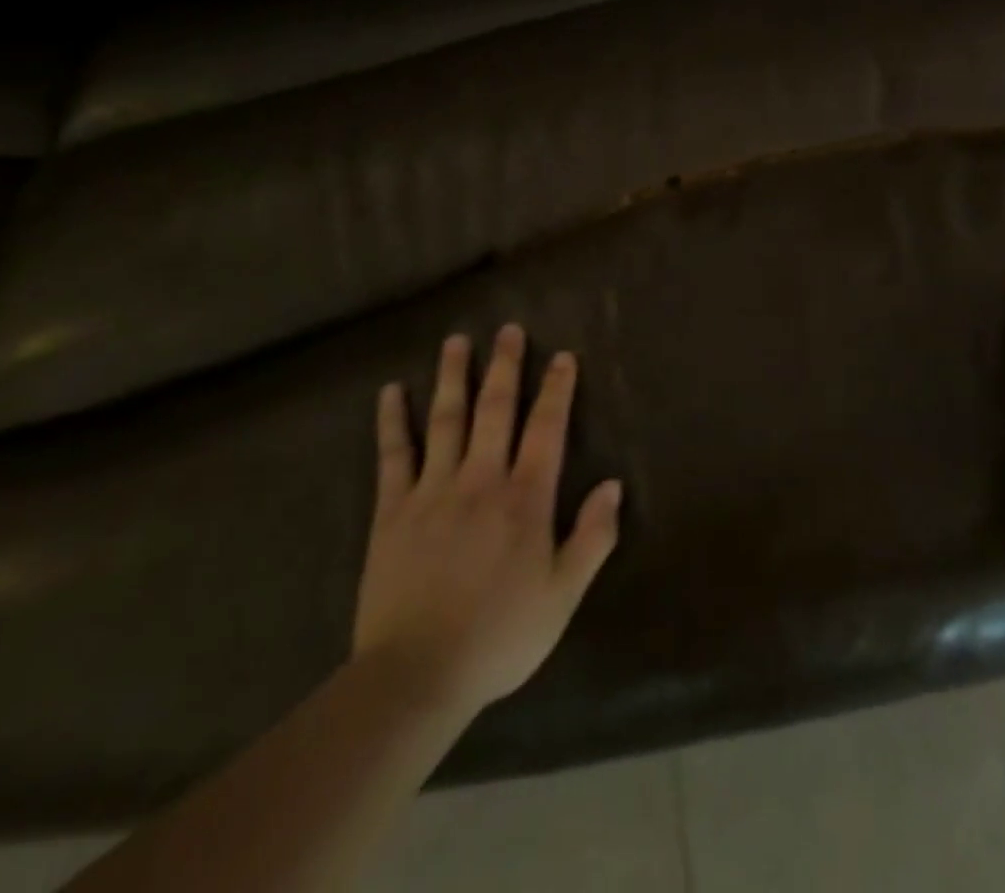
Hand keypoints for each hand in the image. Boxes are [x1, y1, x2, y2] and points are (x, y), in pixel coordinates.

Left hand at [353, 325, 623, 715]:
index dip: (556, 390)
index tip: (562, 356)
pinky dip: (392, 421)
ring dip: (452, 377)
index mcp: (524, 499)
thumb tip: (613, 484)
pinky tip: (391, 391)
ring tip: (456, 341)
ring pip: (445, 420)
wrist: (417, 675)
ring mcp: (432, 491)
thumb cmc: (500, 636)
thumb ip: (593, 537)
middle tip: (508, 329)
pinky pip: (393, 455)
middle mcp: (480, 480)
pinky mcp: (392, 510)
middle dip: (505, 367)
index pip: (546, 429)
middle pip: (495, 410)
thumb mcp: (564, 595)